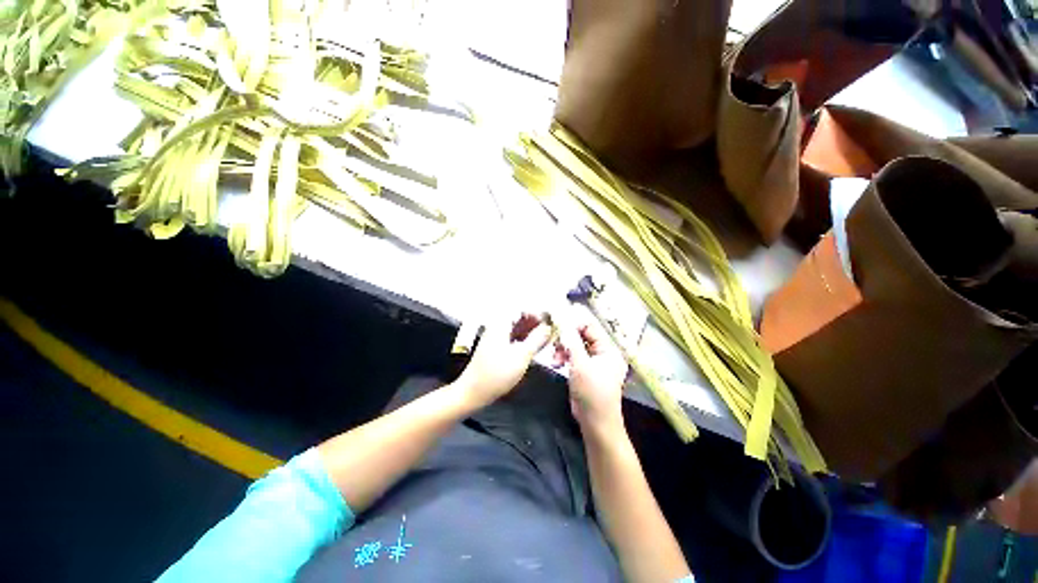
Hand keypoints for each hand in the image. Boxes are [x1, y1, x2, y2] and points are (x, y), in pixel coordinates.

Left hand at [455, 313, 552, 407]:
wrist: (473, 392)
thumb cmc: (497, 373)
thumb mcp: (521, 356)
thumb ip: (536, 339)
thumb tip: (548, 327)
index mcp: (501, 324)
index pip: (521, 309)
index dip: (537, 313)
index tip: (550, 321)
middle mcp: (497, 327)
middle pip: (519, 317)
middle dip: (535, 322)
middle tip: (550, 331)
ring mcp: (495, 337)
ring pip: (517, 328)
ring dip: (531, 332)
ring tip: (546, 340)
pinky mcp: (496, 348)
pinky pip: (513, 337)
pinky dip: (524, 340)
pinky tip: (534, 348)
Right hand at [554, 308, 628, 431]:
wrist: (595, 422)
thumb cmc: (592, 392)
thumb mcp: (580, 364)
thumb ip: (571, 341)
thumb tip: (563, 320)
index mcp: (608, 349)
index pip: (590, 327)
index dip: (574, 322)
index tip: (557, 322)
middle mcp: (603, 352)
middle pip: (582, 335)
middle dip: (566, 338)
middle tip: (554, 341)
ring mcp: (594, 362)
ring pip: (575, 346)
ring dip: (563, 348)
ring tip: (554, 357)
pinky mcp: (585, 370)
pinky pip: (573, 356)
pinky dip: (564, 357)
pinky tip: (556, 362)